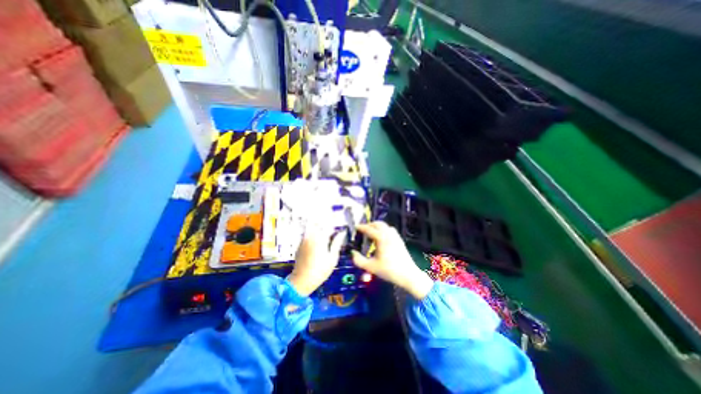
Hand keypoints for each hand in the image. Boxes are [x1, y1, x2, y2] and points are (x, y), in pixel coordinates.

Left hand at [287, 228, 346, 295]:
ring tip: (325, 240)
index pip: (329, 226)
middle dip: (327, 228)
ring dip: (320, 231)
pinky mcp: (300, 244)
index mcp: (320, 238)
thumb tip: (342, 233)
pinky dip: (313, 236)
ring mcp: (304, 239)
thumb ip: (337, 243)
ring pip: (313, 229)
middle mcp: (311, 235)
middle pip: (320, 225)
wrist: (302, 280)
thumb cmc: (320, 271)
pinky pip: (308, 235)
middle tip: (333, 236)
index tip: (340, 232)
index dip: (336, 228)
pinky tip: (317, 245)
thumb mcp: (333, 258)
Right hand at [351, 221, 432, 298]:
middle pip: (378, 223)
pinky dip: (384, 230)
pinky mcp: (399, 240)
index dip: (361, 227)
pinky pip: (390, 230)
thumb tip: (353, 253)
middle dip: (369, 225)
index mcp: (381, 238)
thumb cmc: (389, 270)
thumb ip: (359, 260)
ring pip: (385, 226)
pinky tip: (381, 239)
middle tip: (362, 230)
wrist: (408, 275)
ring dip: (377, 227)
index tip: (355, 227)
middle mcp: (388, 234)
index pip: (369, 229)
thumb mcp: (371, 267)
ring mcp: (395, 236)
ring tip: (371, 234)